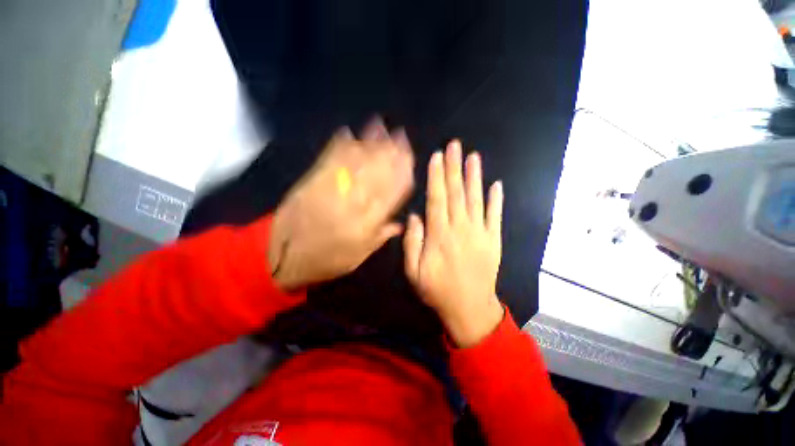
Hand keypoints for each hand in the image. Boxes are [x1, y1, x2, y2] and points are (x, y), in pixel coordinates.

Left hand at [269, 118, 414, 289]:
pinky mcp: (311, 181)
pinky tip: (348, 132)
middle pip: (376, 172)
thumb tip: (400, 223)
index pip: (391, 192)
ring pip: (356, 161)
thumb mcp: (359, 256)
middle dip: (391, 151)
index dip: (402, 173)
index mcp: (366, 222)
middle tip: (401, 135)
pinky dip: (339, 144)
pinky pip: (328, 159)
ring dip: (369, 142)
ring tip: (380, 126)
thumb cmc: (327, 260)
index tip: (410, 158)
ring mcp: (330, 188)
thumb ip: (380, 237)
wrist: (284, 257)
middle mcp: (352, 202)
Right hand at [403, 140, 503, 347]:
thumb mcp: (414, 272)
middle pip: (456, 193)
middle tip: (454, 145)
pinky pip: (495, 216)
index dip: (436, 177)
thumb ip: (412, 243)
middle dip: (454, 167)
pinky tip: (497, 185)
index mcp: (440, 236)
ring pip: (477, 199)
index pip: (437, 199)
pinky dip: (497, 200)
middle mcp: (460, 229)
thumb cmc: (438, 290)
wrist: (470, 309)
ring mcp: (480, 233)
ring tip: (473, 157)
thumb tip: (415, 217)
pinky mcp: (494, 240)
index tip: (437, 157)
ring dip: (475, 177)